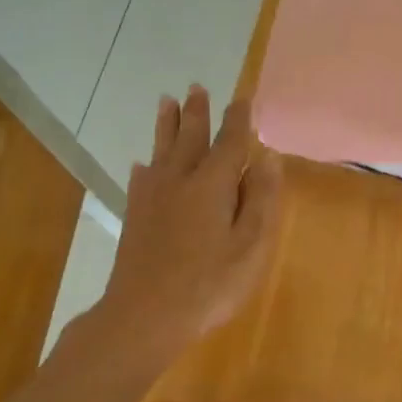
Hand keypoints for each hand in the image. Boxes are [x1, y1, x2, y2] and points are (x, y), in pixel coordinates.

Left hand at [98, 86, 281, 358]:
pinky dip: (146, 165)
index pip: (229, 142)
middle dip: (197, 113)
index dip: (238, 119)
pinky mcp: (135, 216)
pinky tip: (143, 164)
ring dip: (167, 125)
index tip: (243, 99)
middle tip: (197, 88)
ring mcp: (152, 197)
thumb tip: (267, 157)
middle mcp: (180, 180)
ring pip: (161, 150)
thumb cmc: (210, 283)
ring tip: (167, 102)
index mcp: (213, 184)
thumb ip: (259, 198)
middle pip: (190, 137)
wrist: (146, 313)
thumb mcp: (250, 245)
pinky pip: (141, 178)